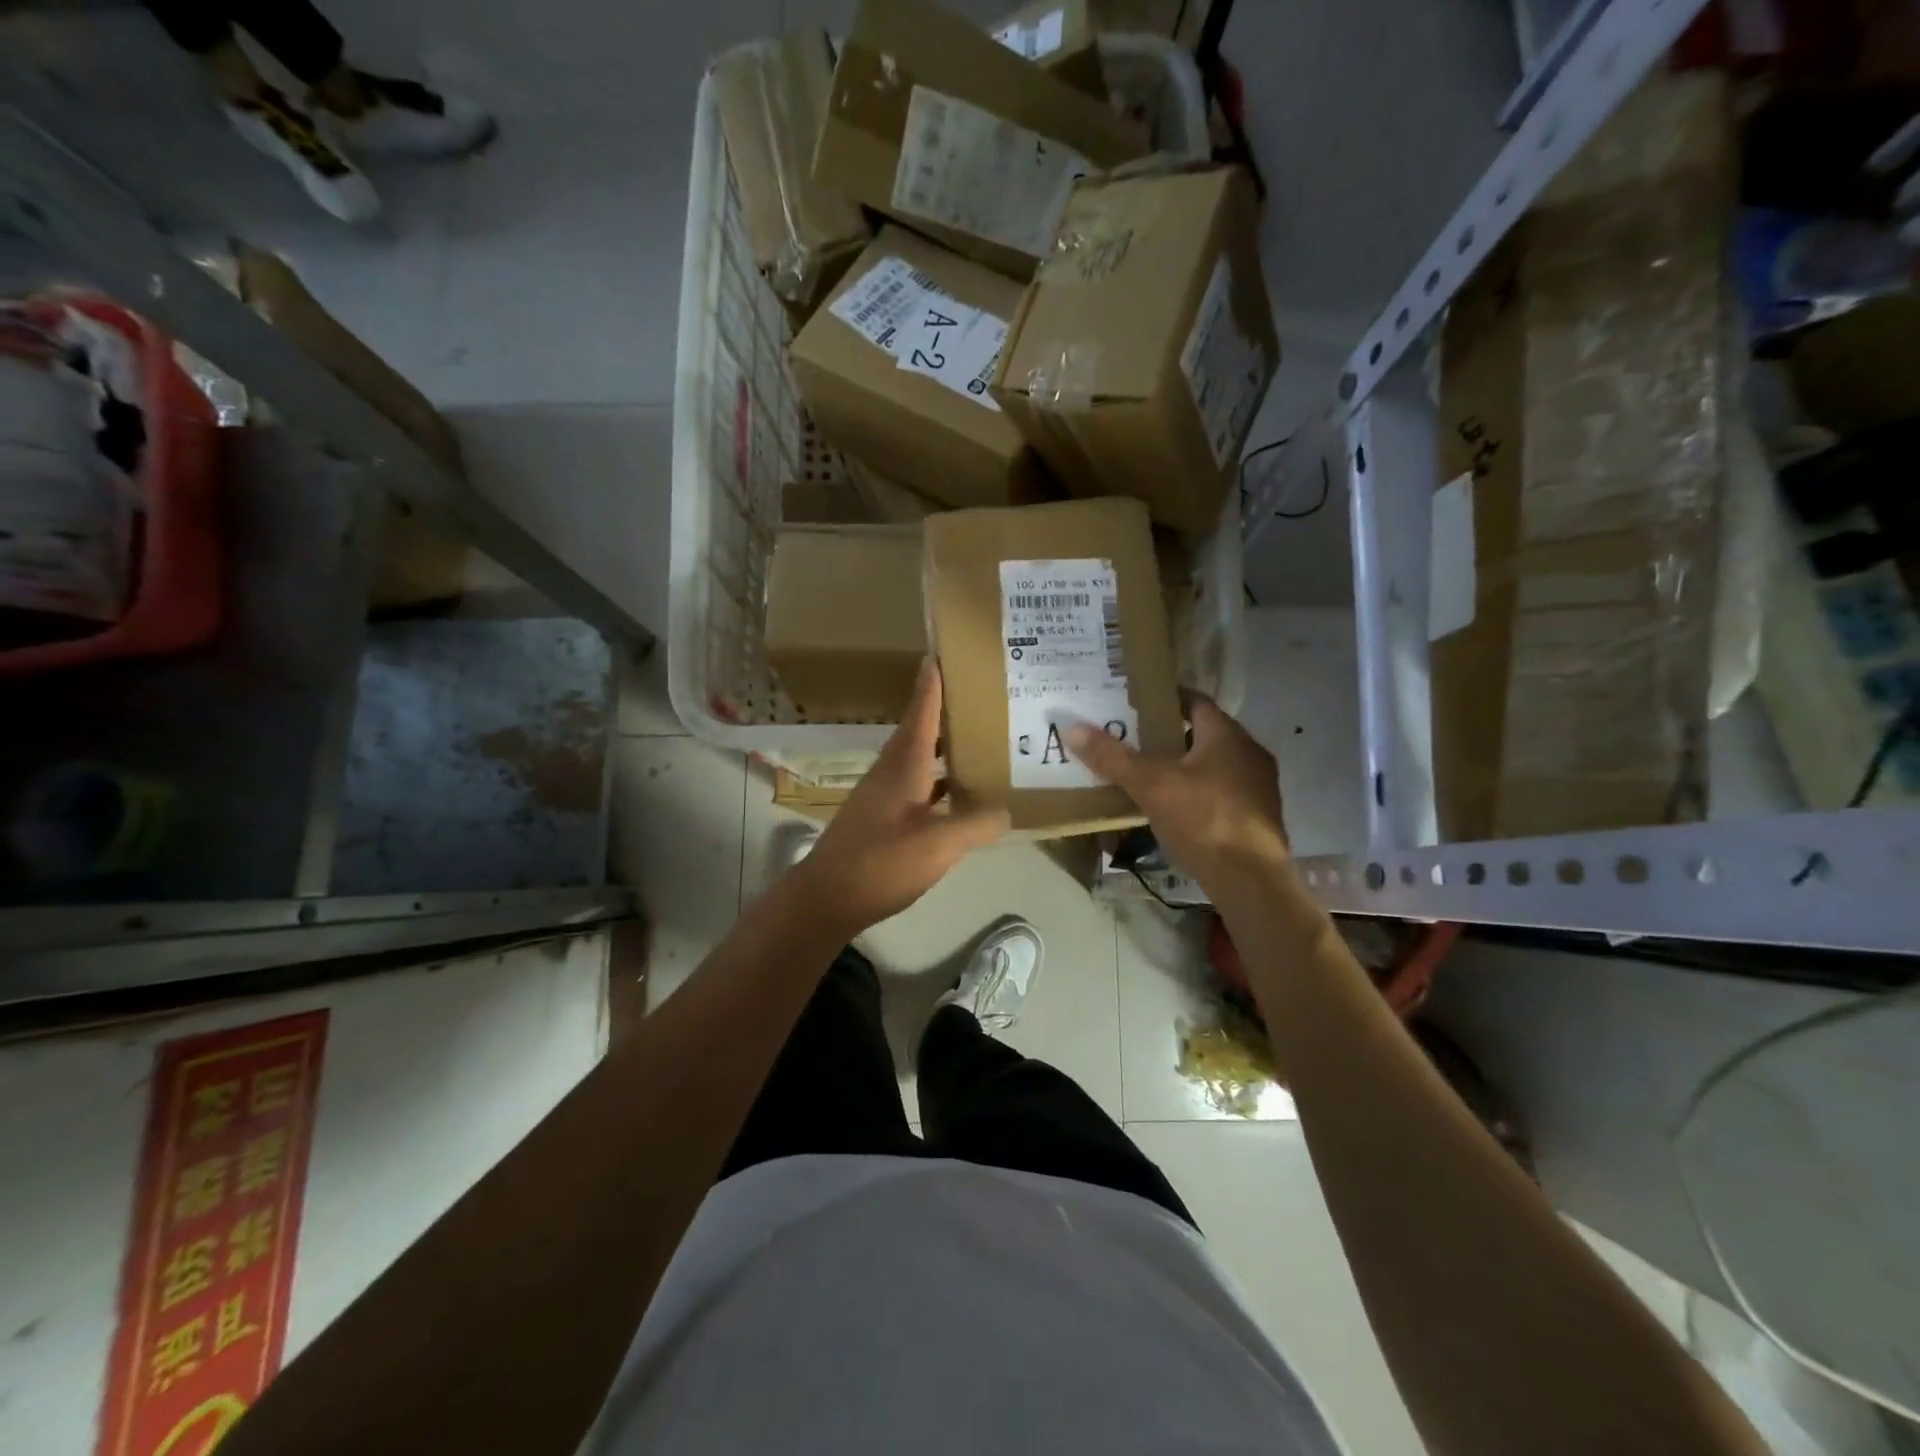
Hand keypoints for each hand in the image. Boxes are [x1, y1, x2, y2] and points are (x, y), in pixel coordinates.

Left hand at [790, 661, 1009, 938]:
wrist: (826, 899)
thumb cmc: (881, 862)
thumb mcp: (938, 844)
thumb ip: (976, 824)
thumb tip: (1006, 811)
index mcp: (903, 765)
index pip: (921, 711)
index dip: (933, 682)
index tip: (943, 650)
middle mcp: (891, 772)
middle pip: (921, 730)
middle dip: (946, 710)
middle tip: (980, 695)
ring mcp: (883, 795)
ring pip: (919, 759)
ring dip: (944, 747)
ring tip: (979, 739)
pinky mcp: (881, 818)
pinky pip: (917, 786)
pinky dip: (938, 782)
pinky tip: (958, 795)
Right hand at [1066, 695, 1288, 892]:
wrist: (1251, 881)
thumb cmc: (1203, 820)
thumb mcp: (1151, 786)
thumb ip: (1113, 757)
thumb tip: (1072, 728)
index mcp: (1227, 736)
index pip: (1195, 701)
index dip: (1166, 699)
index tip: (1136, 703)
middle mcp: (1249, 754)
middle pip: (1203, 734)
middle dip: (1169, 735)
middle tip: (1132, 739)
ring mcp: (1258, 787)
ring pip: (1213, 765)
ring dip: (1184, 767)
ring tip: (1146, 774)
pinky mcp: (1257, 818)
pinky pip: (1221, 793)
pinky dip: (1196, 793)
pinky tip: (1172, 808)